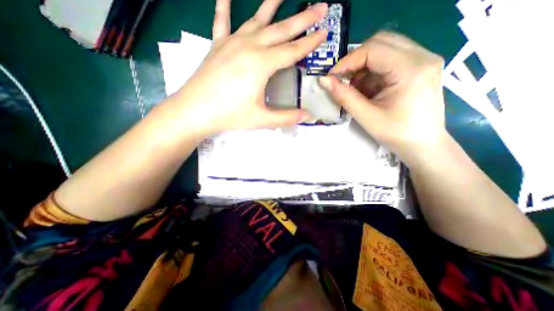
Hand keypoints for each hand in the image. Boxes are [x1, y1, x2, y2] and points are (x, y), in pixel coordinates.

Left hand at [166, 0, 324, 137]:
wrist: (194, 111)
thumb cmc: (229, 116)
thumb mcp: (261, 119)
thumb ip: (287, 117)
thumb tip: (308, 117)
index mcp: (262, 64)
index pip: (293, 51)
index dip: (310, 42)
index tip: (325, 30)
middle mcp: (249, 46)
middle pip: (281, 30)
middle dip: (303, 18)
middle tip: (321, 5)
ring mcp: (231, 43)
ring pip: (257, 19)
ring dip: (272, 4)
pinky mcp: (217, 45)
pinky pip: (222, 20)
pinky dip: (225, 5)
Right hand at [321, 31, 444, 167]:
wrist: (423, 145)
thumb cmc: (396, 134)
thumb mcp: (366, 116)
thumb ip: (344, 96)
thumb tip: (324, 81)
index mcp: (412, 69)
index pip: (373, 50)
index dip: (347, 61)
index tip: (331, 77)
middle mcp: (422, 57)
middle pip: (380, 43)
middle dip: (355, 61)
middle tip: (342, 80)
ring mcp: (423, 60)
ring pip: (384, 50)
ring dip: (363, 67)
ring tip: (356, 89)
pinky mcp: (419, 68)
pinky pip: (389, 60)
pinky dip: (372, 73)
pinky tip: (368, 90)